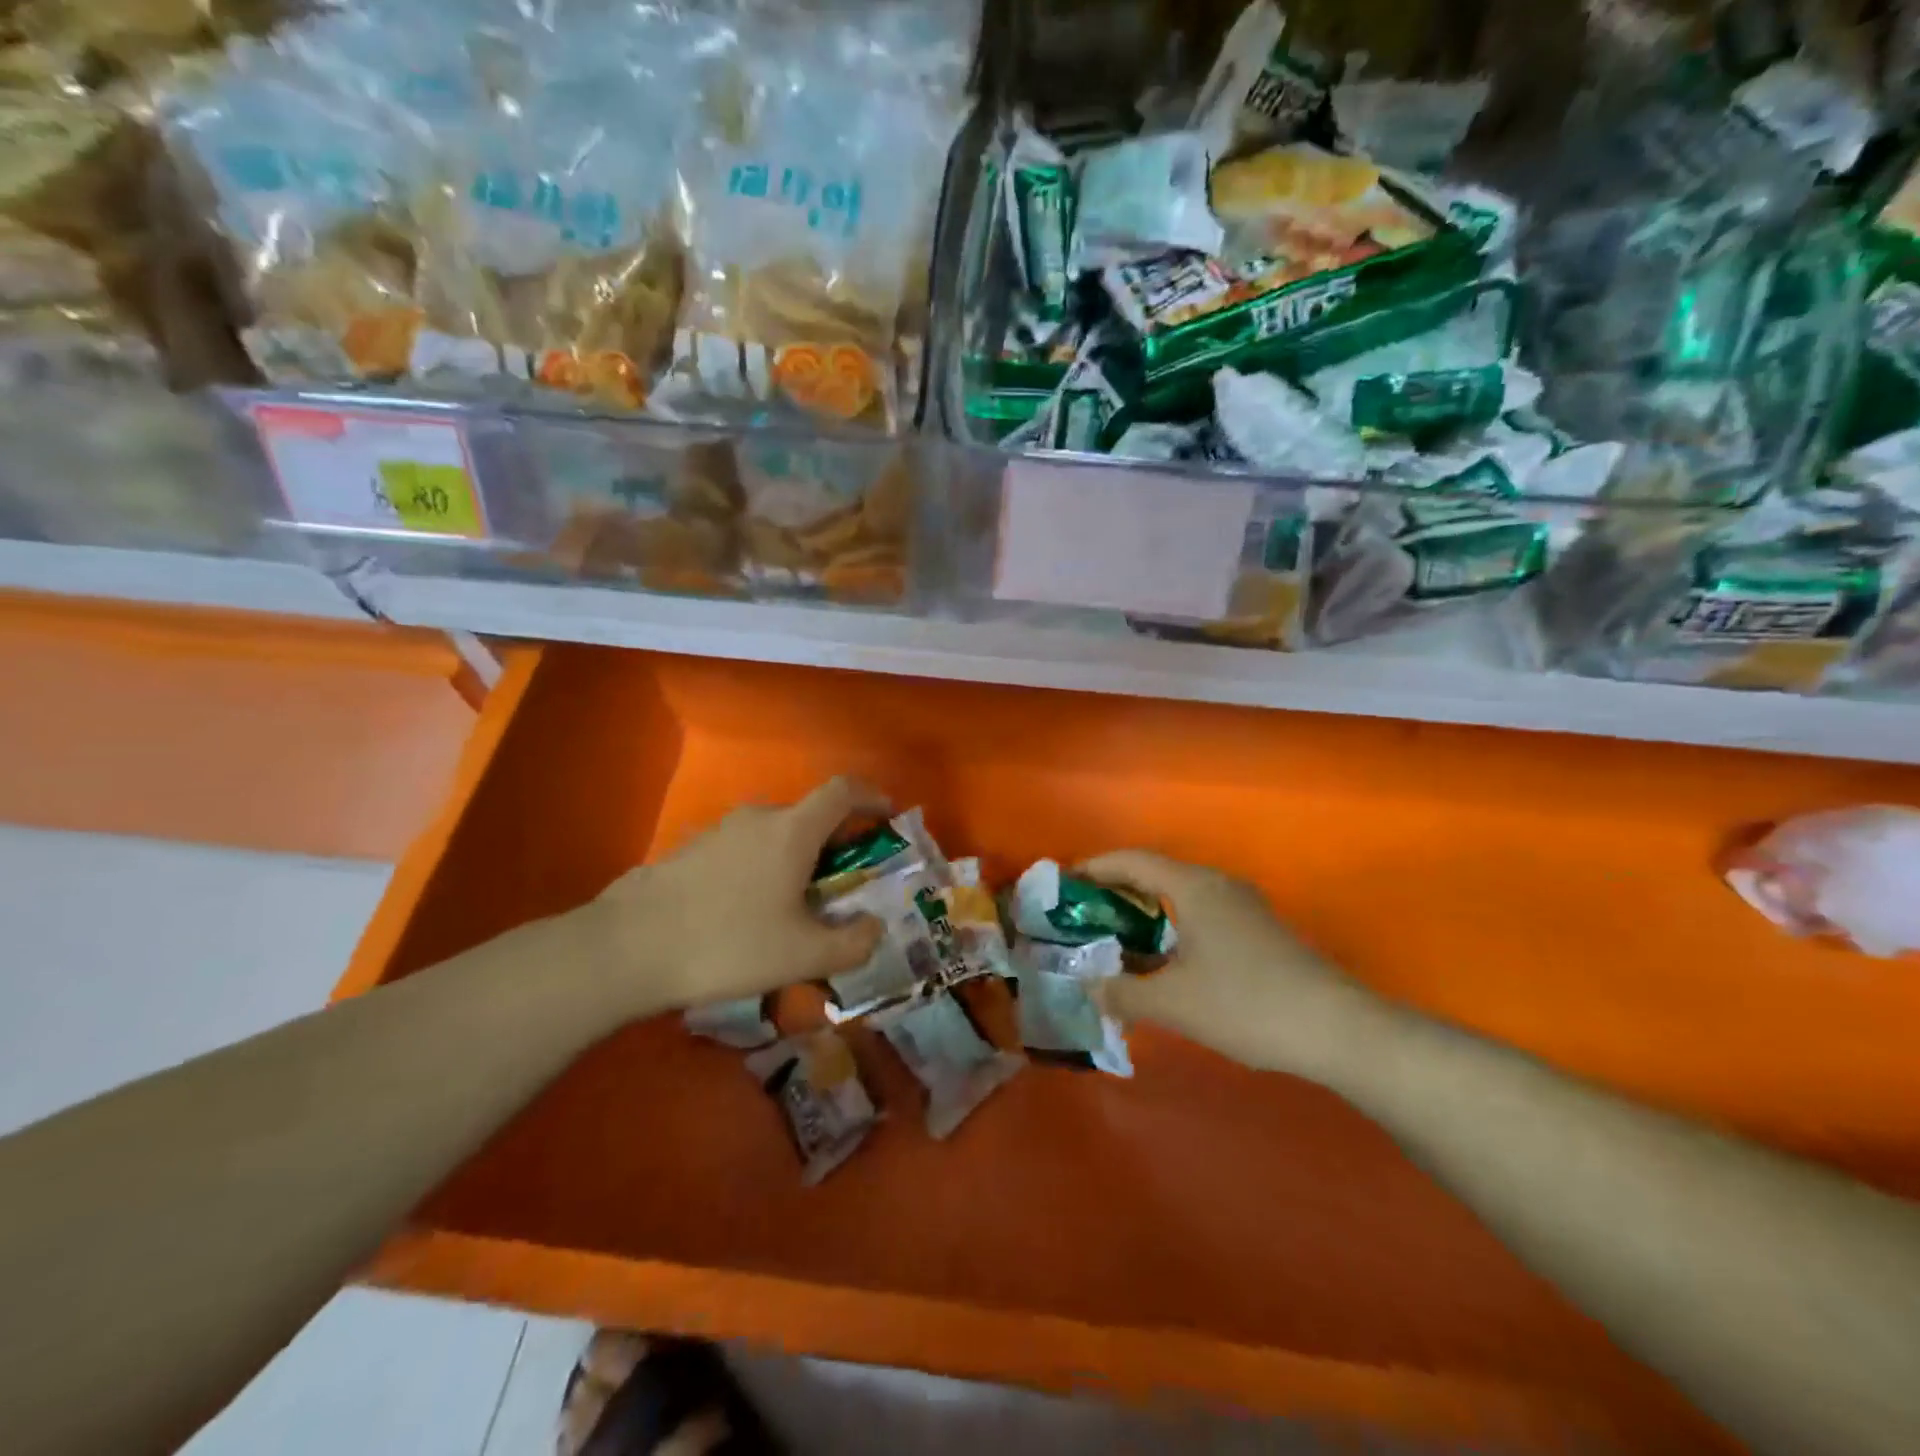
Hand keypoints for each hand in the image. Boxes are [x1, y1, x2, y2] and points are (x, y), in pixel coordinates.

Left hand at [584, 776, 889, 1018]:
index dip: (871, 797)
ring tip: (791, 906)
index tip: (886, 816)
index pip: (843, 791)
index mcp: (793, 830)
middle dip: (832, 842)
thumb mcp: (803, 956)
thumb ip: (853, 943)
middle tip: (839, 884)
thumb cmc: (728, 943)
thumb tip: (874, 927)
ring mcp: (718, 830)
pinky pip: (740, 850)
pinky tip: (743, 913)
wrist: (628, 948)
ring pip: (772, 834)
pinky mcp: (689, 849)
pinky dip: (758, 868)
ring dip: (792, 858)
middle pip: (808, 816)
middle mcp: (758, 817)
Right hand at [1079, 850, 1390, 1084]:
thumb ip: (1124, 993)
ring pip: (1181, 894)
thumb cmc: (1246, 1004)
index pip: (1133, 860)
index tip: (1066, 883)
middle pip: (1157, 872)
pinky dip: (1172, 924)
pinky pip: (1202, 912)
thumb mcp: (1174, 1003)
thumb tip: (1090, 987)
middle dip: (1117, 889)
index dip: (1095, 867)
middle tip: (1085, 914)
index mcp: (1194, 887)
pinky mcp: (1261, 929)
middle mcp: (1218, 884)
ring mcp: (1244, 905)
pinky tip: (1166, 960)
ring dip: (1147, 909)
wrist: (1339, 1029)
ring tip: (1118, 937)